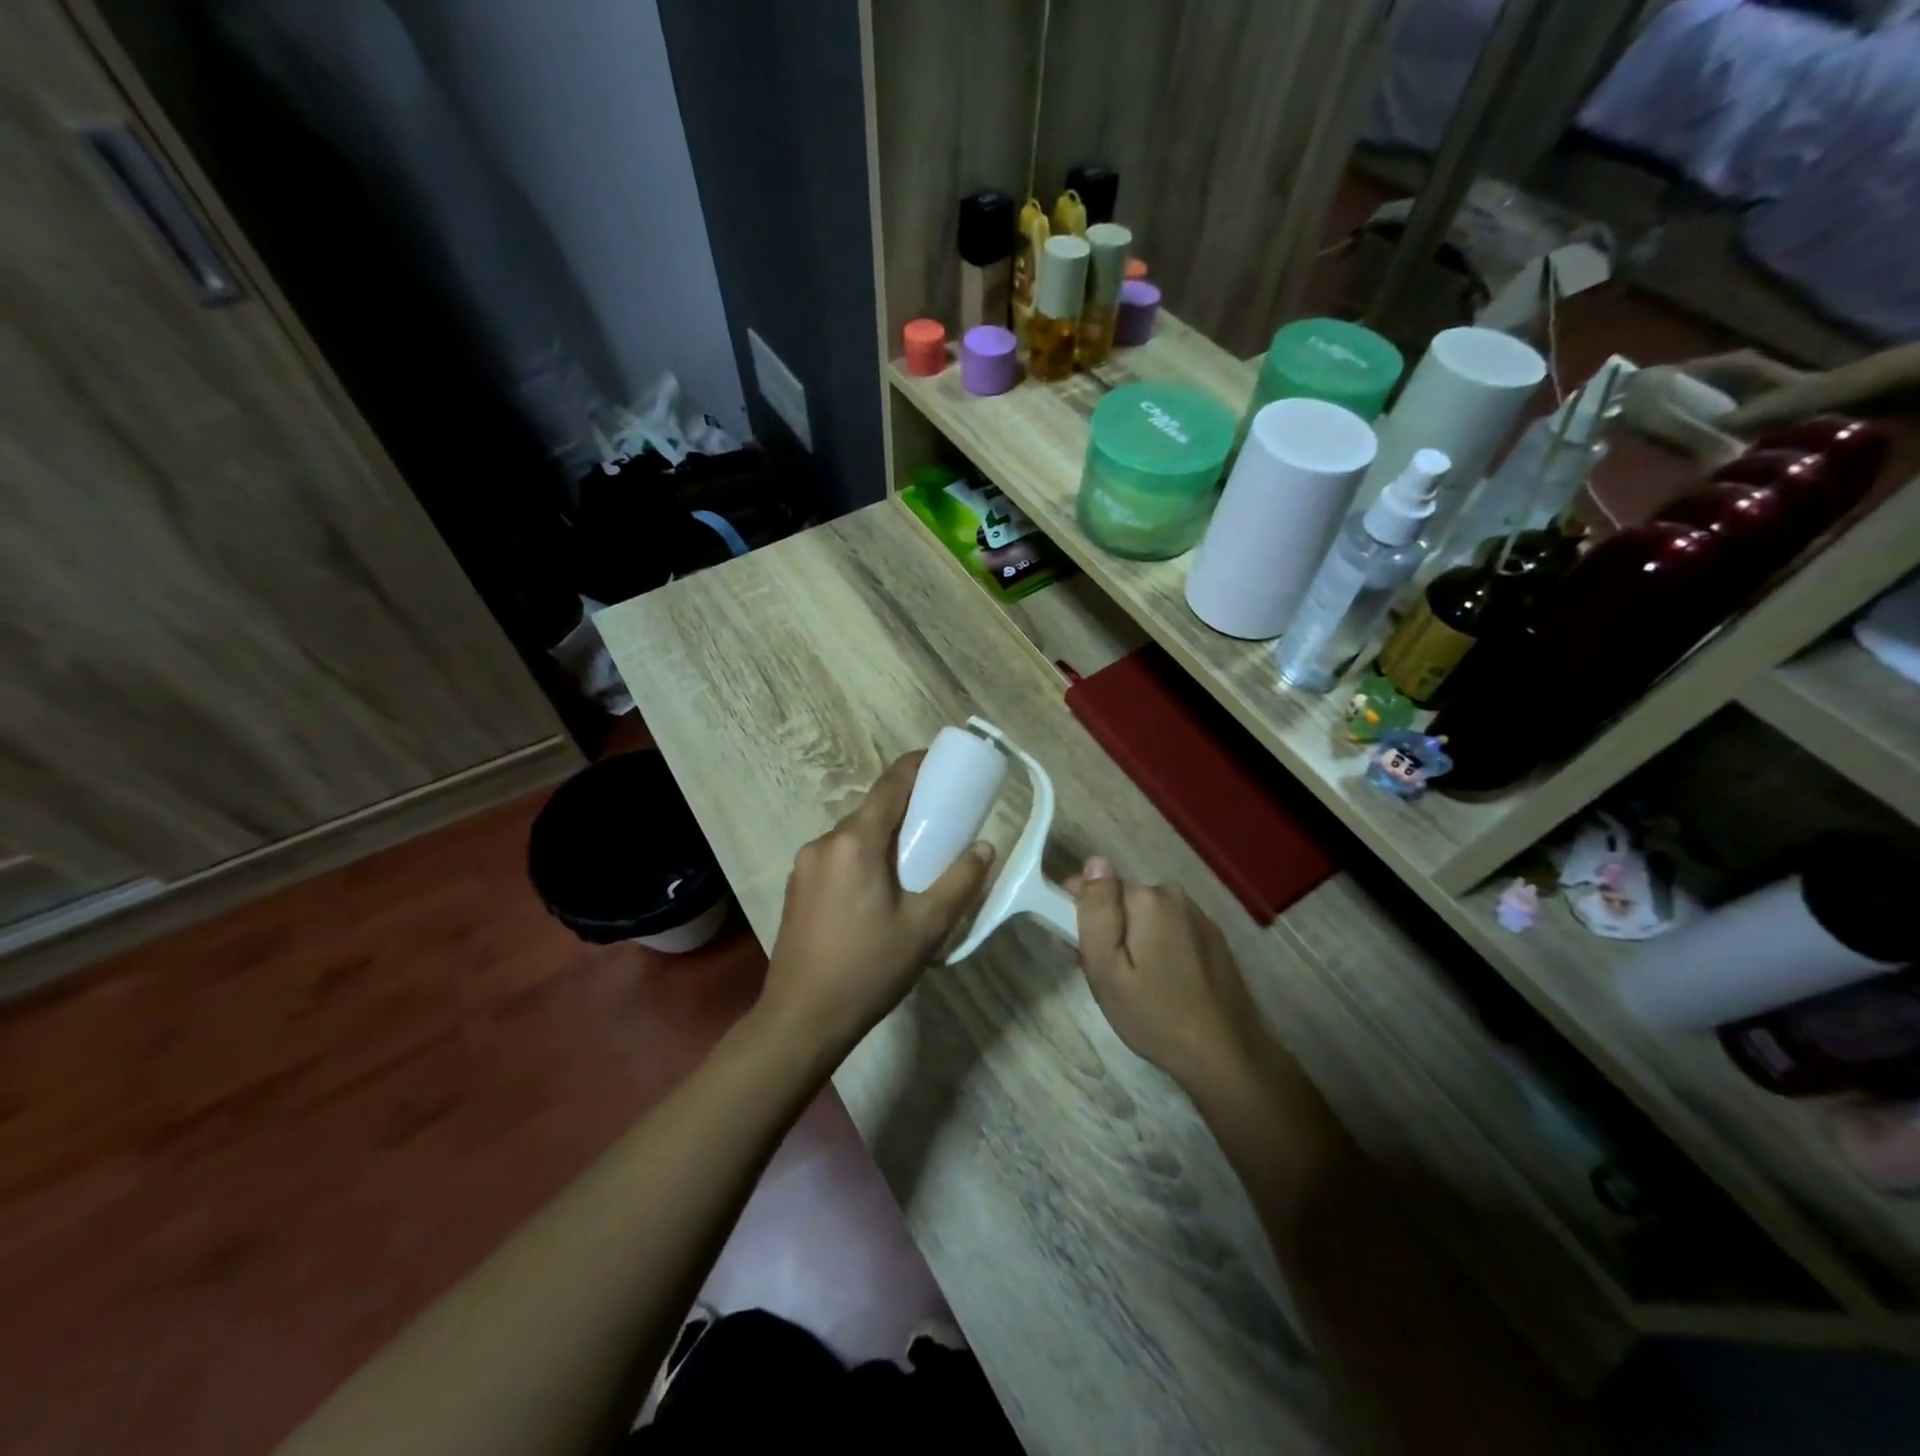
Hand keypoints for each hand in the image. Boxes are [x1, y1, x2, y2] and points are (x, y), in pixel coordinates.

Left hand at [760, 753, 993, 1055]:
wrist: (801, 1018)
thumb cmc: (869, 969)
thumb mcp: (926, 927)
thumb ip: (959, 882)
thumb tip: (984, 848)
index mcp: (856, 843)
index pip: (890, 785)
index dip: (915, 766)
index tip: (939, 762)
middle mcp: (824, 843)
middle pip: (871, 811)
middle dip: (904, 808)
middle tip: (938, 823)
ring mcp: (804, 865)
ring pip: (852, 836)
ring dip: (882, 837)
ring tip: (911, 862)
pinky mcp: (796, 888)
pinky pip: (836, 857)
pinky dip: (862, 858)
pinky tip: (878, 890)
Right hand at [1069, 860, 1269, 1092]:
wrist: (1226, 1056)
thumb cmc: (1155, 1014)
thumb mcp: (1107, 968)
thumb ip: (1097, 911)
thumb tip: (1095, 861)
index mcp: (1148, 898)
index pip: (1099, 885)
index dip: (1081, 912)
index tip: (1076, 947)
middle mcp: (1176, 896)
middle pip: (1125, 901)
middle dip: (1109, 928)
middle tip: (1103, 974)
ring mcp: (1199, 917)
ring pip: (1148, 917)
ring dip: (1134, 939)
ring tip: (1130, 984)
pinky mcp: (1213, 940)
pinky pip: (1171, 931)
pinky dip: (1158, 948)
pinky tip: (1159, 984)